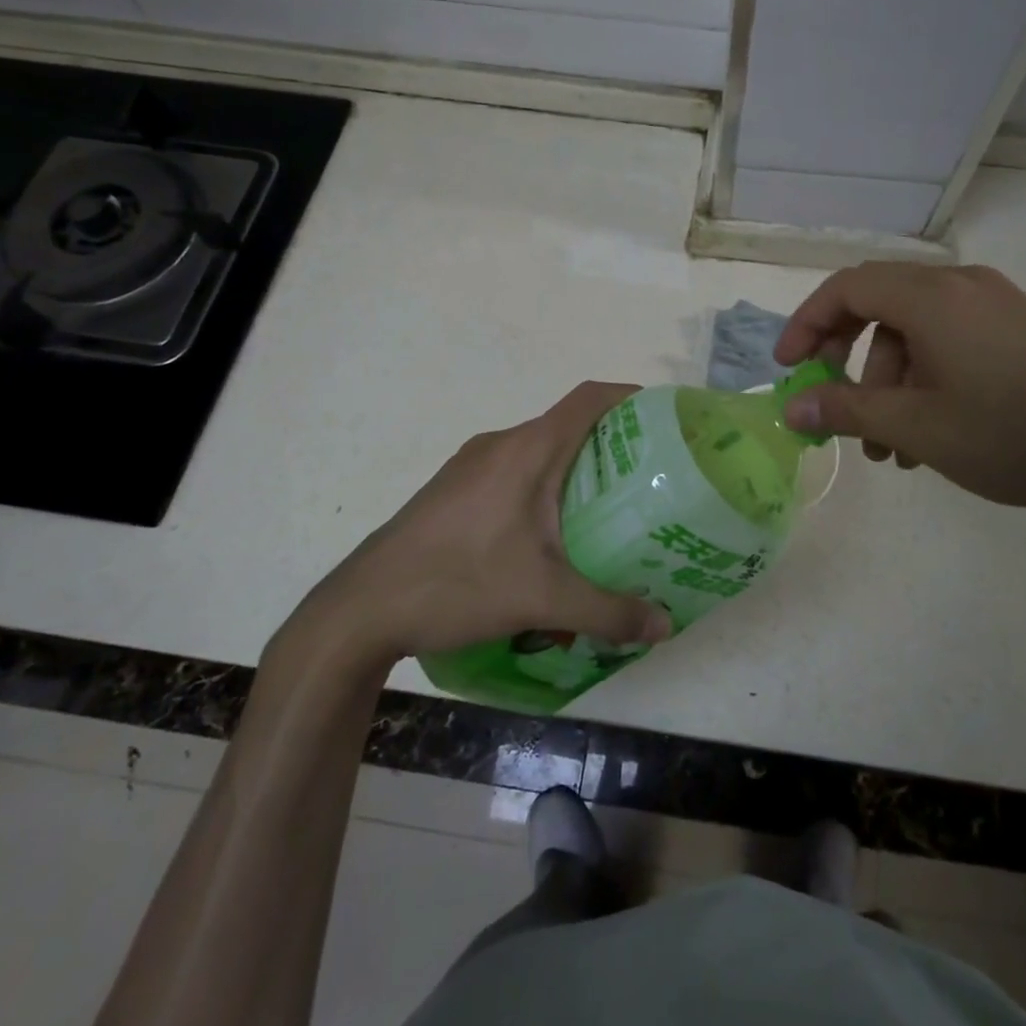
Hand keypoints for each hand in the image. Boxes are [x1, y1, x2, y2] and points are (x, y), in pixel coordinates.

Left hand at [279, 382, 672, 666]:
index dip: (631, 397)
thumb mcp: (543, 600)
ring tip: (606, 513)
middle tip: (649, 481)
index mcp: (528, 450)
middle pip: (568, 426)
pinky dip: (543, 489)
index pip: (590, 399)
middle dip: (612, 446)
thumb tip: (665, 627)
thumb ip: (609, 611)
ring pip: (538, 453)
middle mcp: (500, 445)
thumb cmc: (458, 583)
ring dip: (574, 471)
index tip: (664, 418)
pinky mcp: (453, 490)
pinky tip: (549, 539)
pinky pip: (513, 474)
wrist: (361, 609)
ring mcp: (471, 466)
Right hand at [774, 263, 1025, 519]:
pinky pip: (949, 344)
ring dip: (887, 385)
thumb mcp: (918, 428)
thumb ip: (846, 411)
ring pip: (914, 333)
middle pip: (877, 307)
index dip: (806, 324)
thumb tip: (791, 407)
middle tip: (834, 410)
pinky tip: (929, 438)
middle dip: (847, 362)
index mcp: (930, 296)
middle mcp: (959, 286)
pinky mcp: (1018, 330)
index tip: (787, 368)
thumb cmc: (1015, 431)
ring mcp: (993, 306)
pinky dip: (924, 382)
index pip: (845, 288)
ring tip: (888, 451)